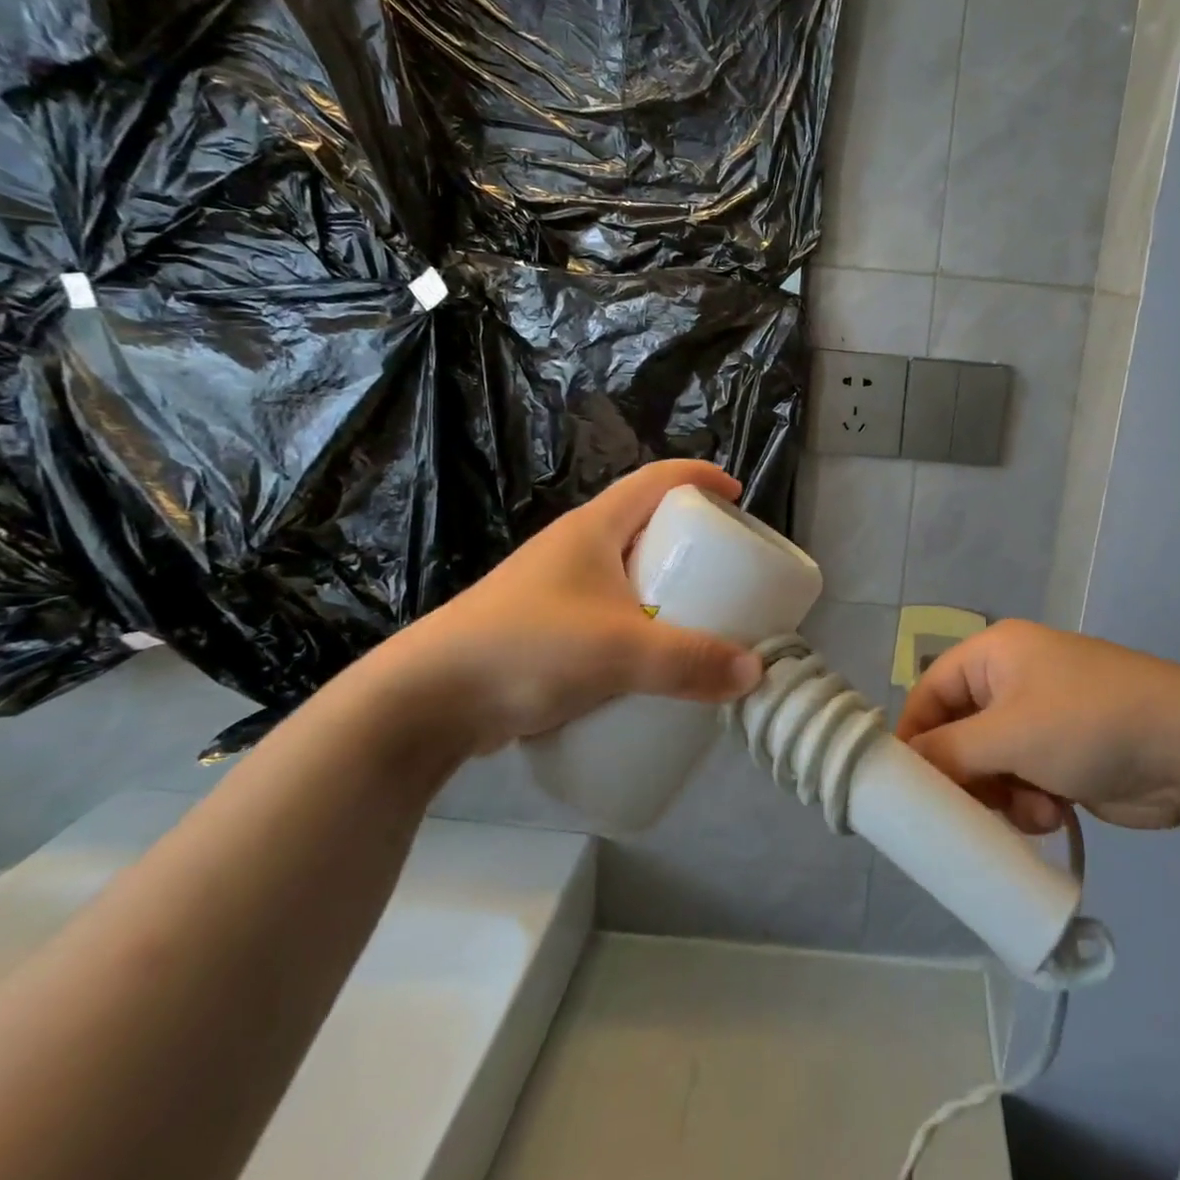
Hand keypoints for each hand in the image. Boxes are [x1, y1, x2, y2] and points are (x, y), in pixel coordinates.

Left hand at [370, 460, 764, 755]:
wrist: (423, 701)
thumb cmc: (526, 647)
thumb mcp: (619, 651)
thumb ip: (690, 662)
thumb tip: (755, 672)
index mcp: (593, 528)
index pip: (656, 479)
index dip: (700, 477)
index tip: (737, 495)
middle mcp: (574, 549)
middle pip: (644, 524)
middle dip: (690, 538)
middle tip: (726, 566)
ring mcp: (555, 589)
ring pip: (626, 572)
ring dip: (664, 586)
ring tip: (699, 614)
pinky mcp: (544, 629)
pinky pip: (608, 613)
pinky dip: (640, 624)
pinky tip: (651, 659)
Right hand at [896, 620, 1179, 832]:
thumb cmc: (1088, 724)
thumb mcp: (1009, 734)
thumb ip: (949, 753)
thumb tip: (905, 769)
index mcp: (994, 653)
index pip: (930, 691)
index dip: (914, 736)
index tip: (905, 788)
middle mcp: (1013, 679)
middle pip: (959, 732)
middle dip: (965, 775)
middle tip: (970, 810)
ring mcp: (1042, 716)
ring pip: (990, 764)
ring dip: (1000, 795)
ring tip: (1028, 810)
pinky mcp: (1065, 752)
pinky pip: (1023, 779)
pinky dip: (1029, 800)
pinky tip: (1053, 813)